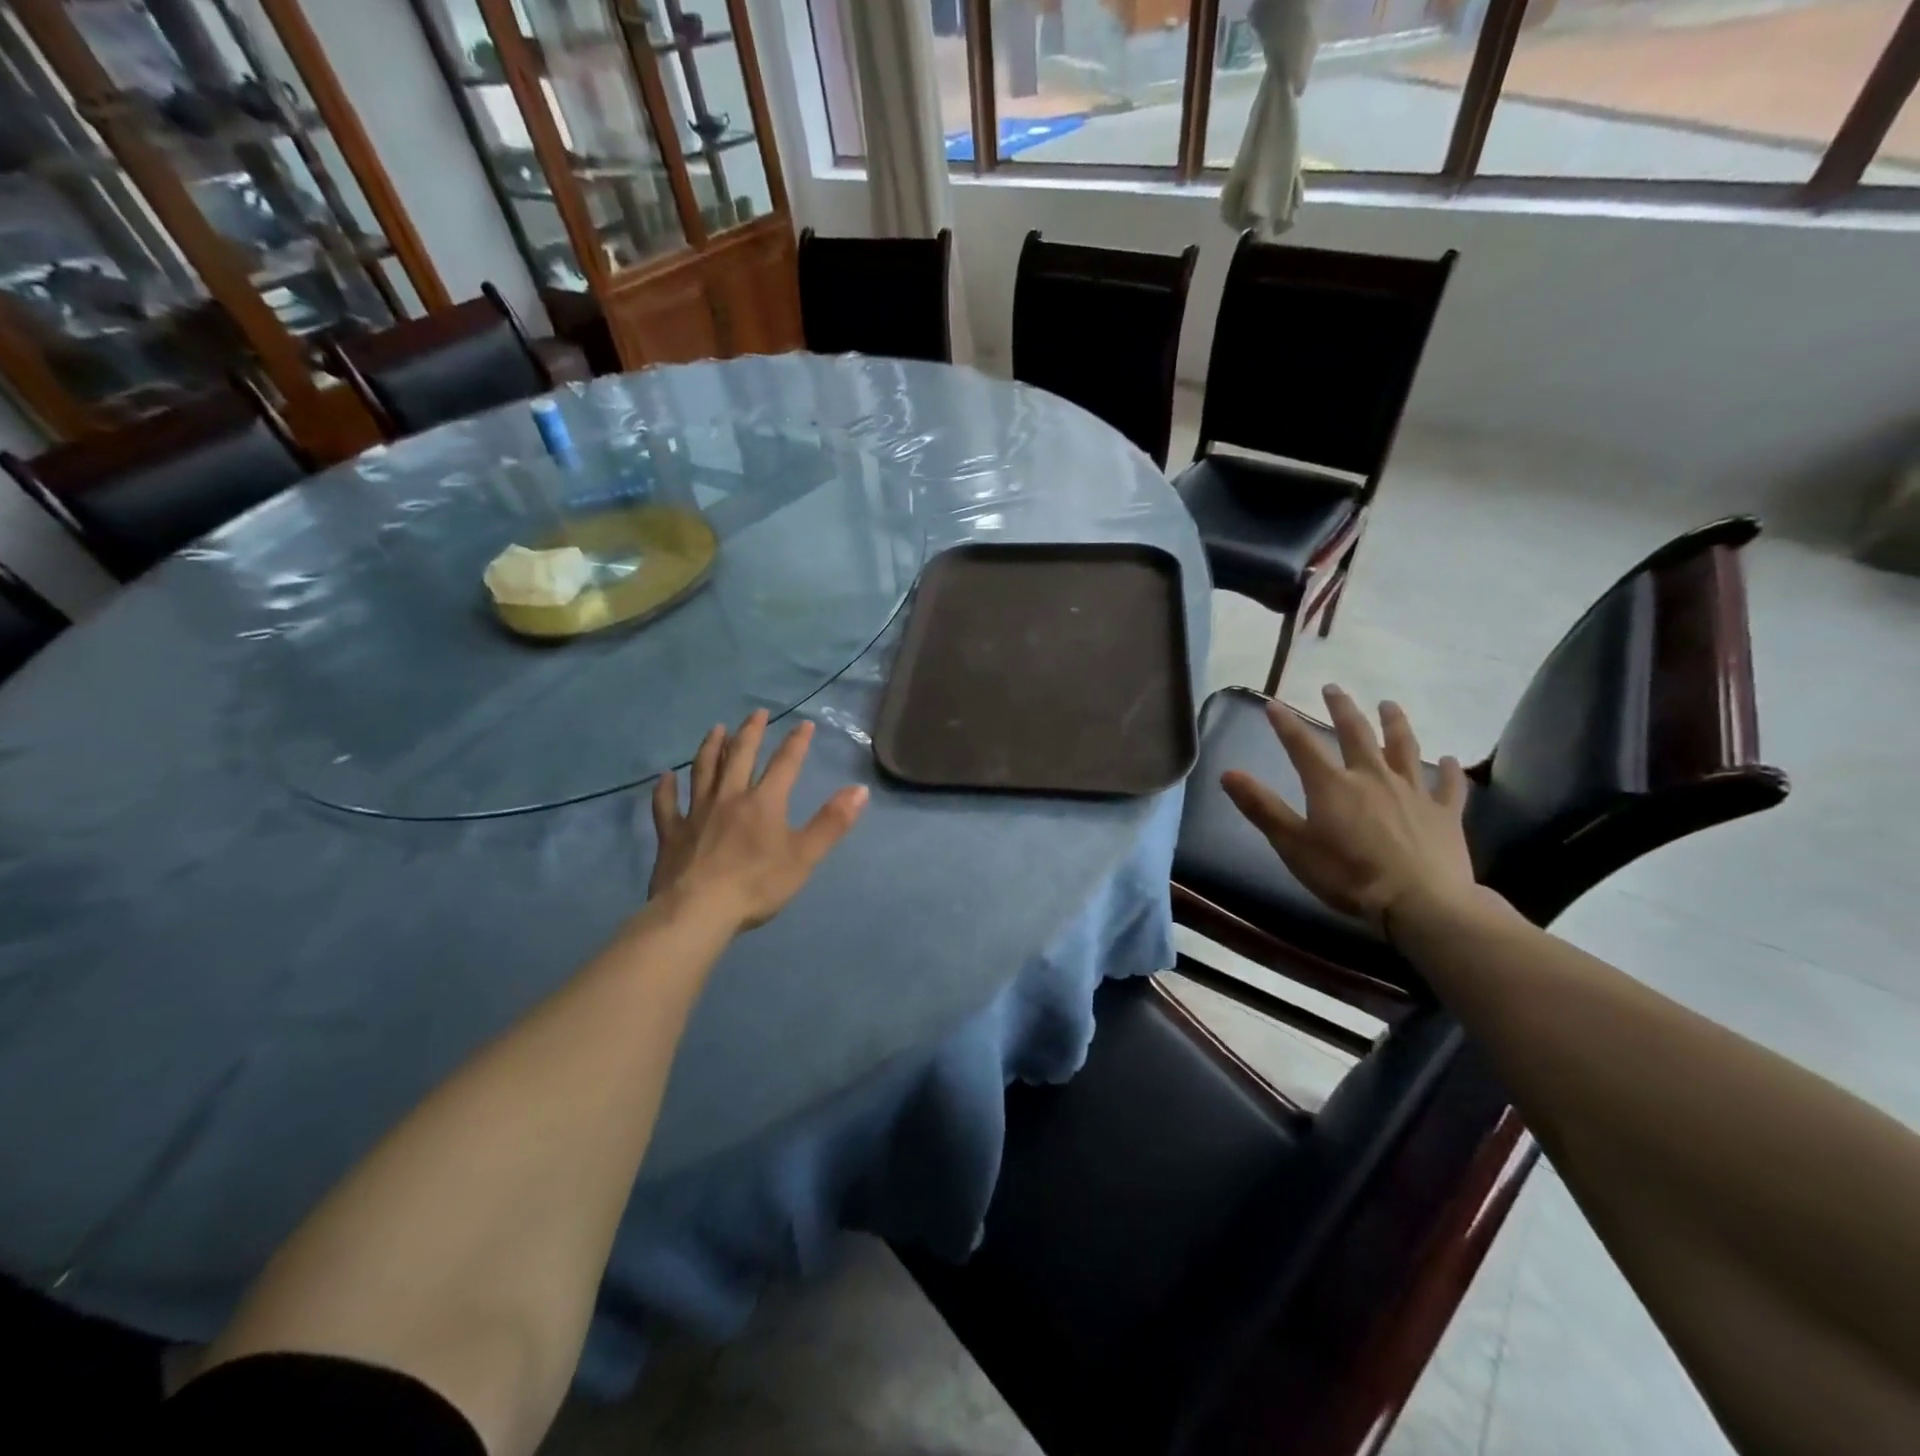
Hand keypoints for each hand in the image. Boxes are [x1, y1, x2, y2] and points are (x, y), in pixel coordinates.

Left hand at [649, 710, 867, 929]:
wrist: (699, 910)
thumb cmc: (757, 884)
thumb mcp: (805, 856)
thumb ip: (832, 822)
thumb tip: (860, 789)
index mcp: (764, 802)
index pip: (784, 764)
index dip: (796, 743)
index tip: (804, 724)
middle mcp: (729, 797)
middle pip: (740, 757)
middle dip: (750, 733)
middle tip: (757, 713)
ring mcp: (696, 813)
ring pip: (703, 771)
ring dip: (711, 748)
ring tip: (716, 729)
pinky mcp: (672, 833)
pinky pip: (666, 805)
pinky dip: (665, 789)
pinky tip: (664, 777)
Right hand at [1220, 685, 1476, 932]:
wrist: (1420, 903)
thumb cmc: (1347, 875)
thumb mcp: (1293, 845)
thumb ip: (1262, 807)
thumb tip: (1228, 773)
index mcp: (1332, 785)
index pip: (1302, 746)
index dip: (1285, 724)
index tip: (1273, 703)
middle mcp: (1372, 777)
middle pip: (1356, 734)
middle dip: (1342, 709)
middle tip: (1333, 688)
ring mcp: (1413, 793)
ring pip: (1404, 748)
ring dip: (1395, 724)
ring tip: (1389, 705)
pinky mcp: (1444, 814)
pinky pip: (1449, 786)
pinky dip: (1449, 772)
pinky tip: (1451, 761)